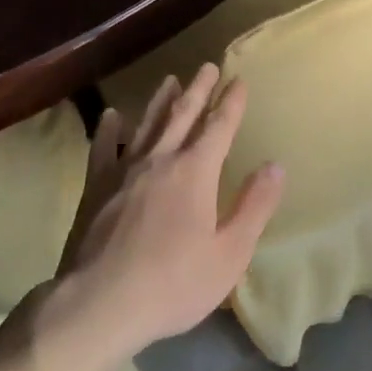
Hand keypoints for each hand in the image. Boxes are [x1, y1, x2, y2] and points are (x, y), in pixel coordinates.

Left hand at [58, 65, 284, 355]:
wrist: (99, 305)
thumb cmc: (173, 283)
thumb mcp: (229, 253)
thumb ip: (254, 206)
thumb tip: (275, 166)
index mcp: (195, 172)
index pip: (219, 127)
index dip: (231, 103)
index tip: (239, 80)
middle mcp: (160, 159)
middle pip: (182, 115)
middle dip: (199, 89)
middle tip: (207, 66)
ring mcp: (124, 171)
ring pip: (147, 125)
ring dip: (161, 101)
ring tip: (170, 80)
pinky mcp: (96, 188)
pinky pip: (104, 148)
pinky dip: (110, 130)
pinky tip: (113, 116)